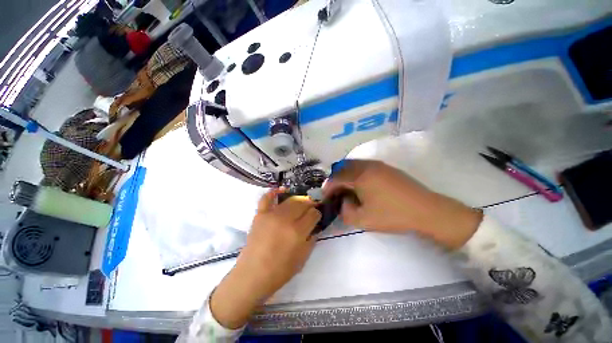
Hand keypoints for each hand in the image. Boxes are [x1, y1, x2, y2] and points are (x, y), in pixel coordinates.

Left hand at [210, 189, 320, 328]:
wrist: (252, 275)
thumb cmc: (280, 271)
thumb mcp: (302, 258)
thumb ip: (311, 239)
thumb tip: (314, 227)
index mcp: (297, 231)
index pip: (313, 214)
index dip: (317, 214)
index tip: (317, 217)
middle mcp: (285, 219)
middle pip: (303, 203)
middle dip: (310, 204)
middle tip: (311, 209)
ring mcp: (271, 214)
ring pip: (290, 200)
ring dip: (298, 200)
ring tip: (301, 204)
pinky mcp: (260, 214)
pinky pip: (267, 198)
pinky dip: (274, 192)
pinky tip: (281, 190)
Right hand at [323, 160, 481, 248]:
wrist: (427, 211)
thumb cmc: (392, 215)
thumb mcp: (363, 220)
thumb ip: (346, 211)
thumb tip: (344, 202)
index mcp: (359, 176)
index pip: (336, 178)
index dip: (328, 187)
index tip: (325, 196)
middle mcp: (367, 166)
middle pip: (344, 168)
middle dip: (336, 179)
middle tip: (335, 191)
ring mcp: (379, 165)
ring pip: (355, 165)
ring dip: (346, 175)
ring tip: (346, 188)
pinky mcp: (387, 168)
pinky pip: (365, 166)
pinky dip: (357, 173)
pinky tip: (361, 185)